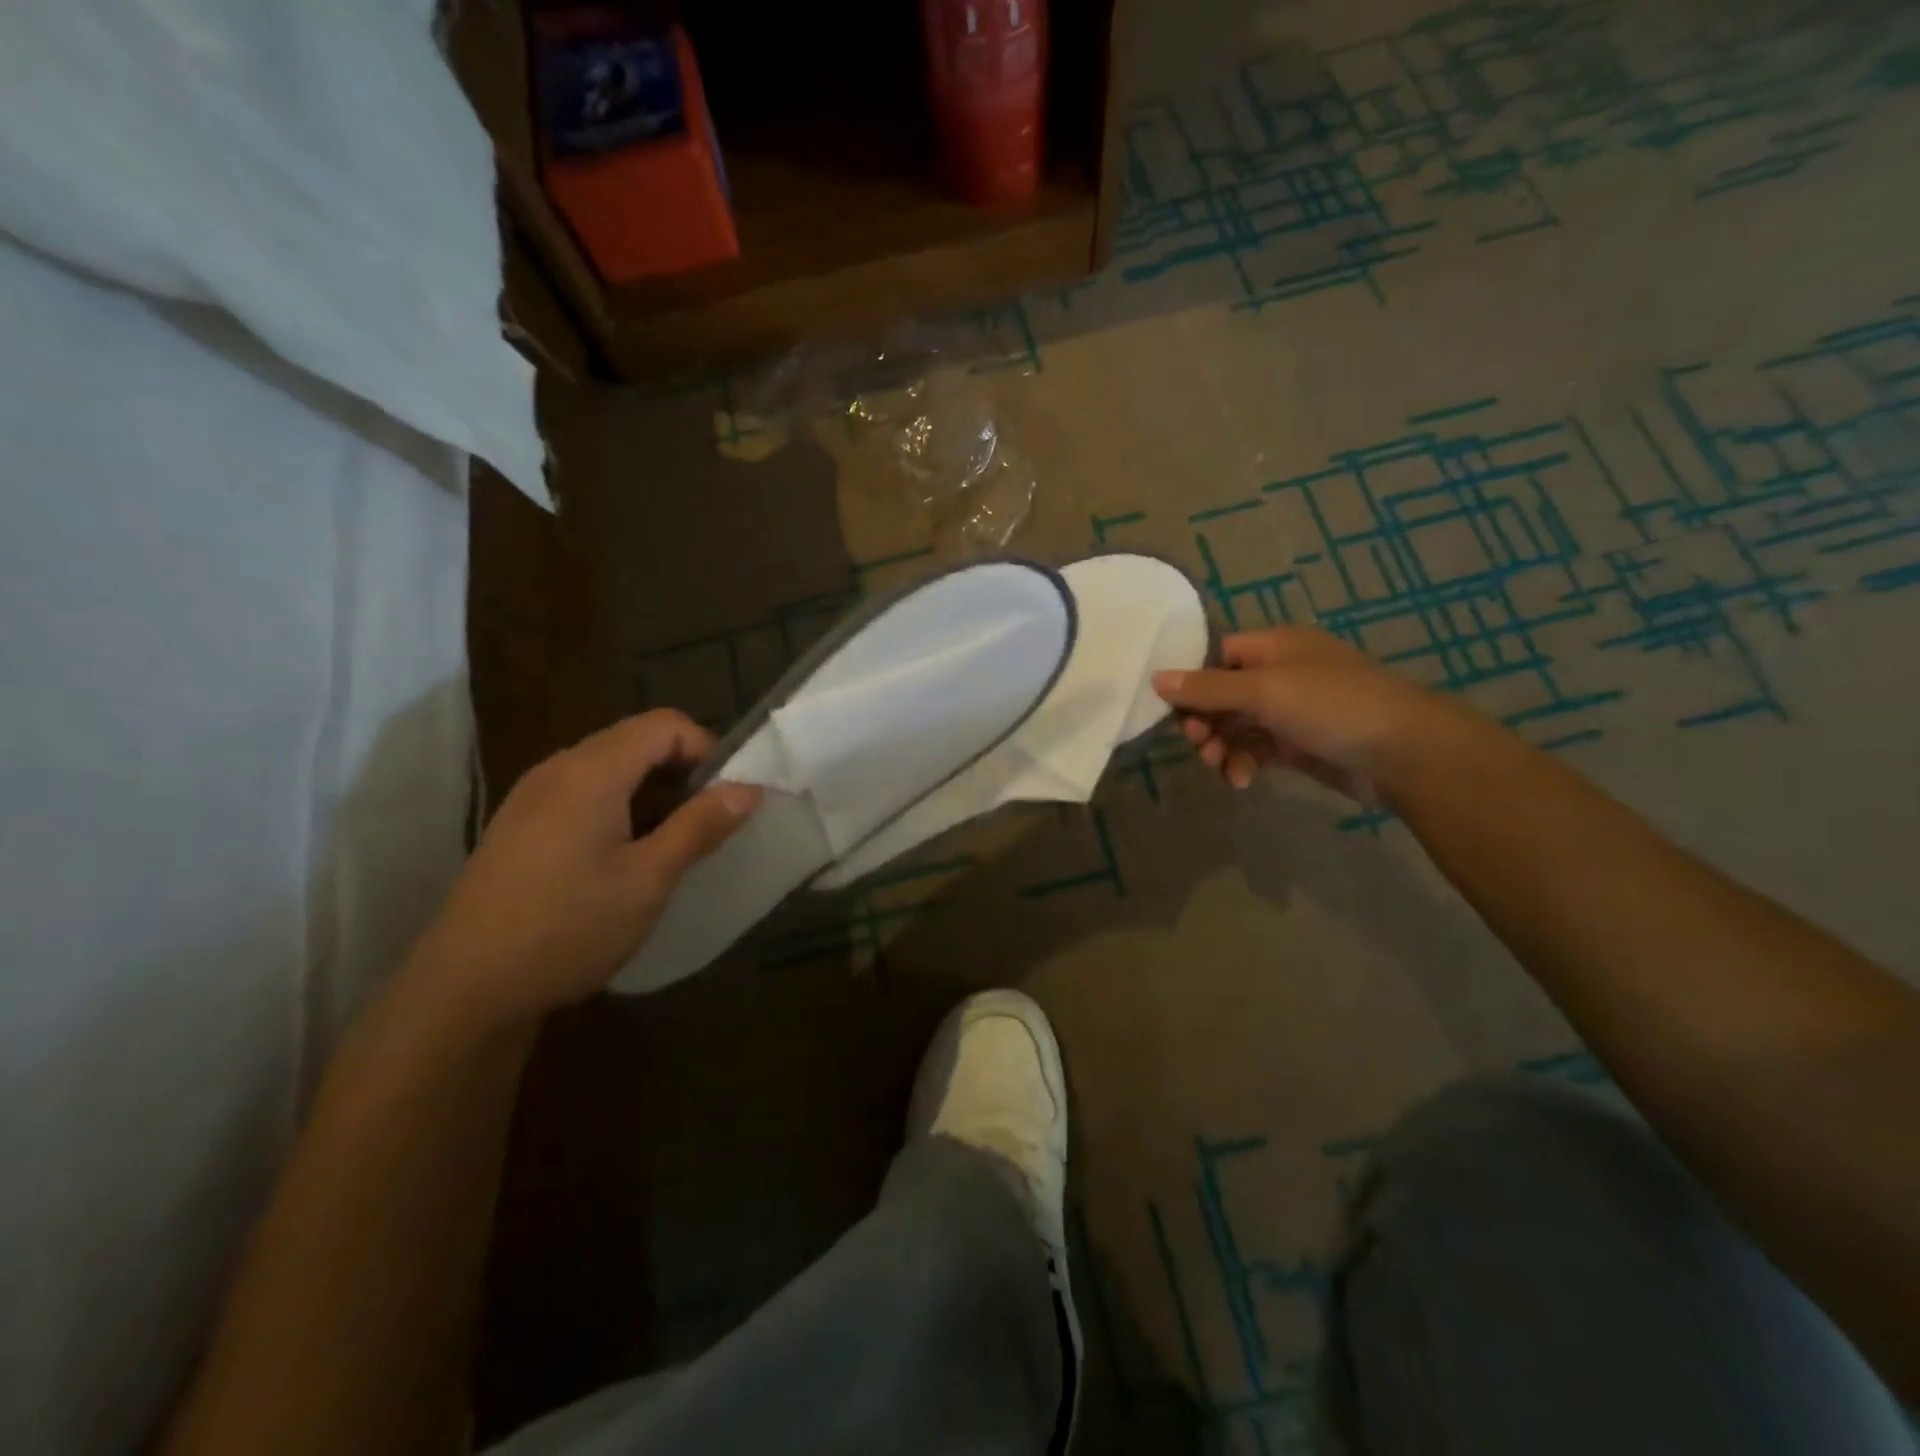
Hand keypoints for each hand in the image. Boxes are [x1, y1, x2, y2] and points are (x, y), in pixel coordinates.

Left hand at [401, 711, 759, 1034]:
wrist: (464, 991)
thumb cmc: (567, 928)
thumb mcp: (648, 879)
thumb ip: (700, 826)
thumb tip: (749, 788)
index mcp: (591, 771)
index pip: (665, 725)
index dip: (707, 750)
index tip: (726, 798)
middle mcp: (558, 769)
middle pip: (636, 740)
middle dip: (682, 771)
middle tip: (705, 824)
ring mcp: (532, 797)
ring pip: (610, 767)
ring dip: (652, 791)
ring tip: (669, 844)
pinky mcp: (519, 826)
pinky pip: (582, 793)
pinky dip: (619, 807)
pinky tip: (622, 858)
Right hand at [1153, 626, 1460, 795]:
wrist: (1404, 752)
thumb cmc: (1332, 705)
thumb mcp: (1264, 690)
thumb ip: (1207, 688)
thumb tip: (1155, 678)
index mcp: (1273, 647)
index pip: (1215, 655)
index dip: (1190, 680)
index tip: (1170, 709)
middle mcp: (1280, 673)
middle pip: (1221, 694)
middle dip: (1205, 721)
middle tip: (1197, 743)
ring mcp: (1290, 710)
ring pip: (1235, 726)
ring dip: (1220, 746)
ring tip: (1219, 766)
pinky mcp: (1297, 744)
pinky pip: (1255, 749)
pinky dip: (1243, 762)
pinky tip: (1242, 779)